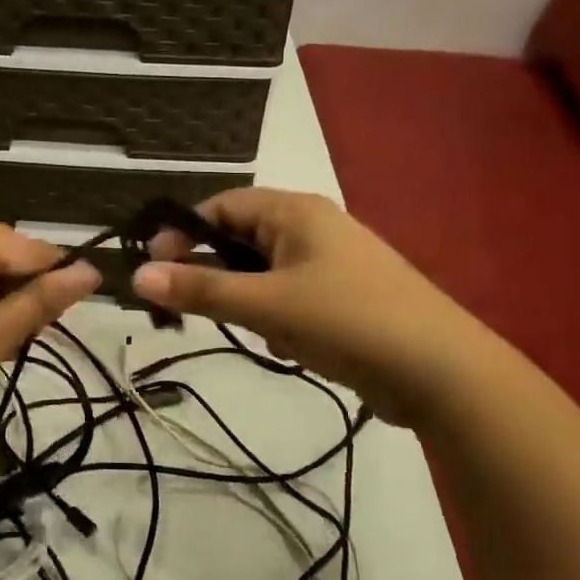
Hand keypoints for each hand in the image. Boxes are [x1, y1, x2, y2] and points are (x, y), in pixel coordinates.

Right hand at [131, 188, 497, 425]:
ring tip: (263, 332)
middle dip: (219, 276)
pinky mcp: (344, 297)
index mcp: (295, 211)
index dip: (184, 233)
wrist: (443, 373)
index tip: (155, 268)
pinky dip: (278, 318)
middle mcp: (312, 227)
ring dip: (250, 302)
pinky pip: (290, 296)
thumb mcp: (266, 305)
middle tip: (196, 309)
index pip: (222, 206)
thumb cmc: (347, 321)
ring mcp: (332, 262)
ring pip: (264, 273)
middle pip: (242, 239)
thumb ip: (201, 289)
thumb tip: (136, 275)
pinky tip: (292, 346)